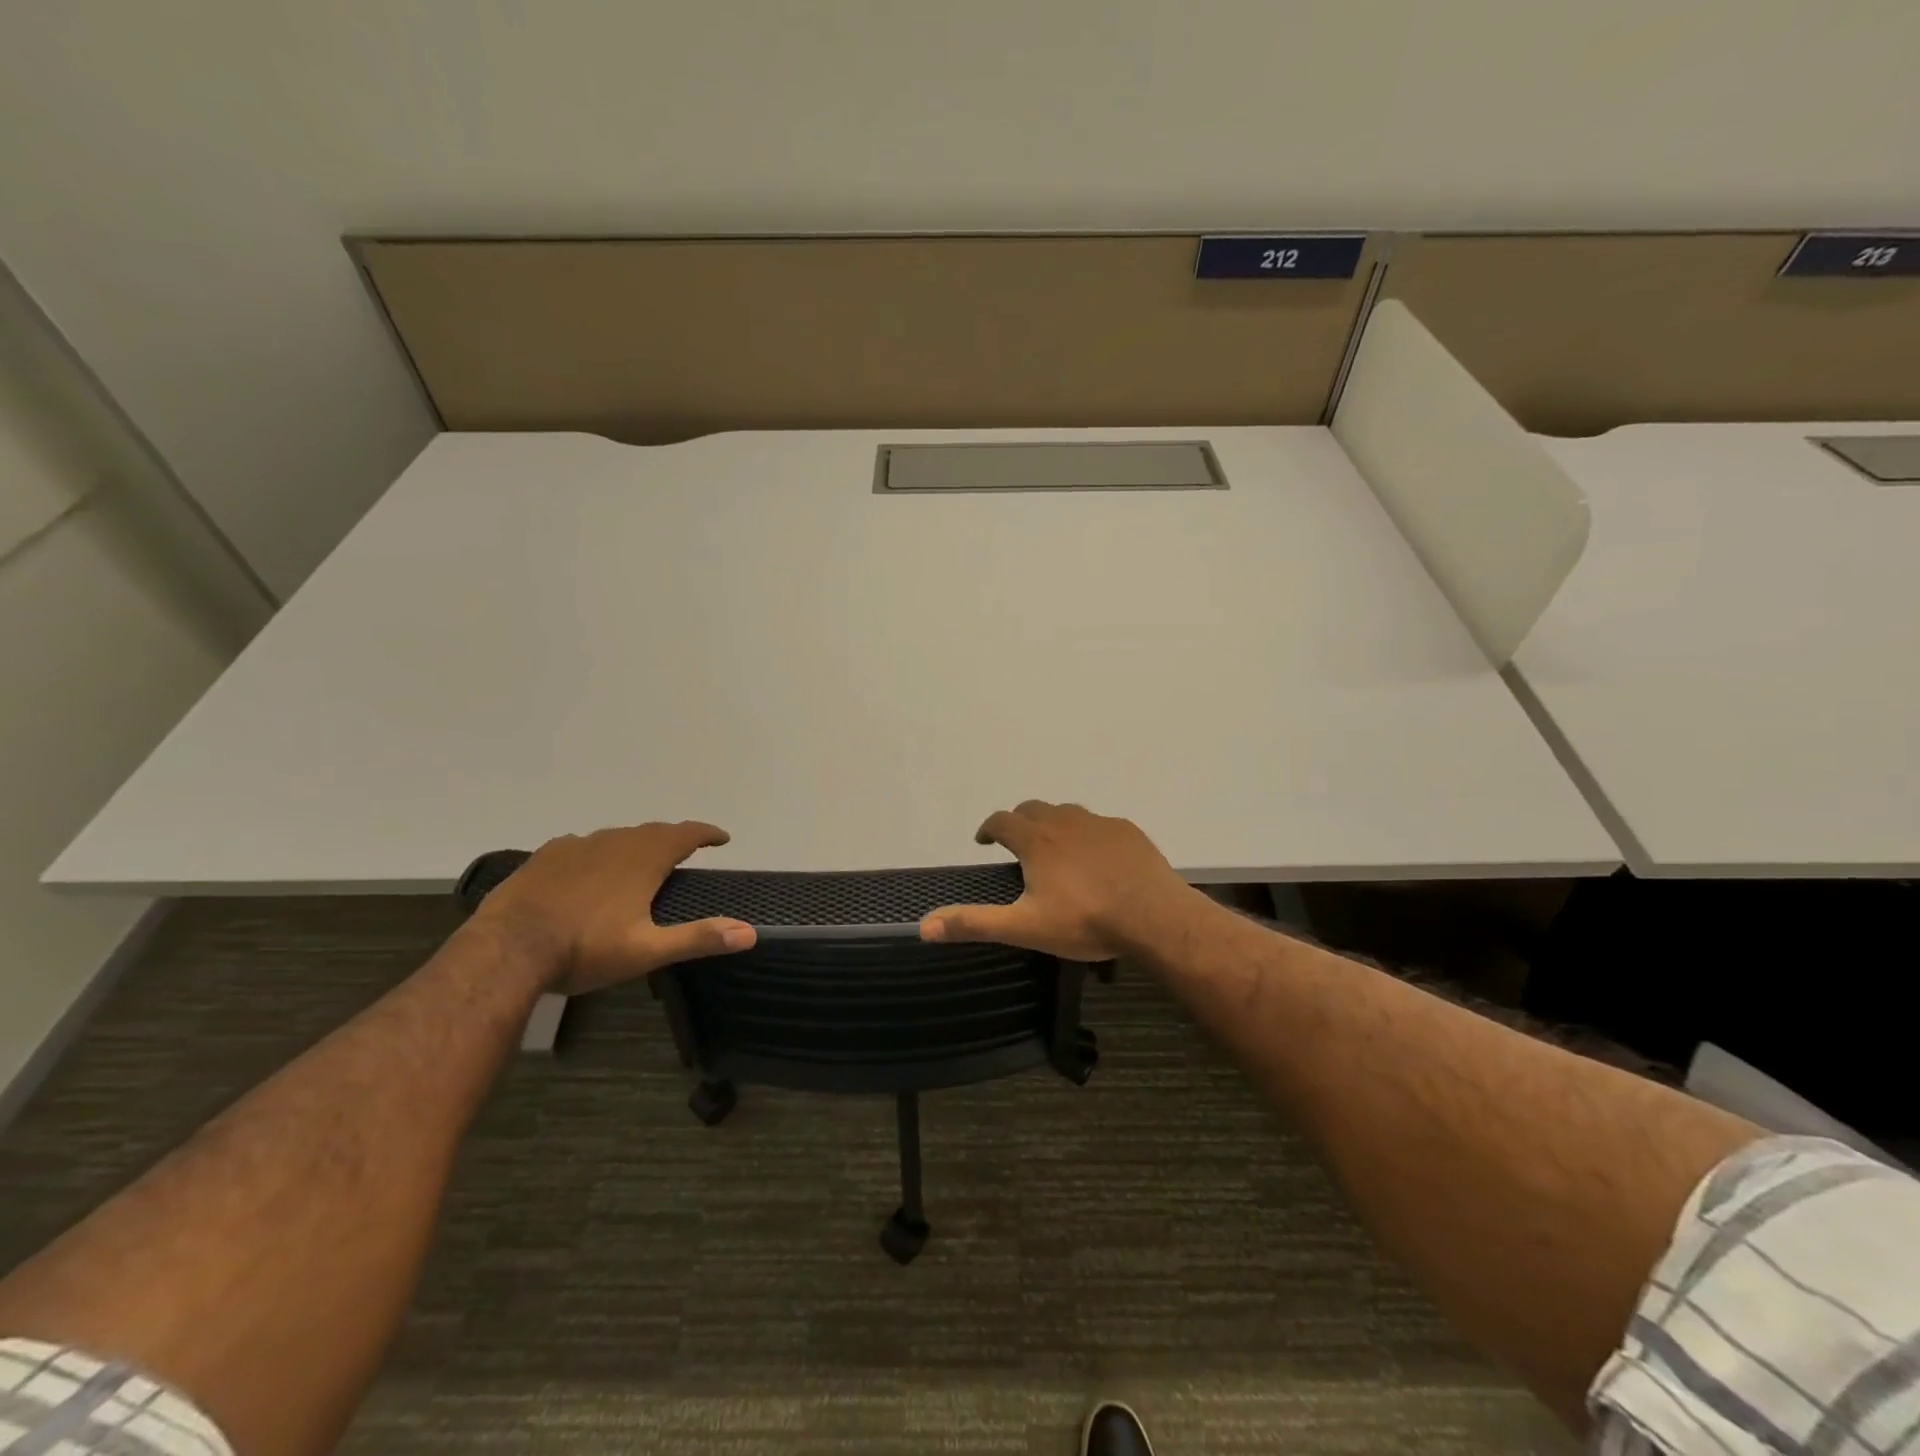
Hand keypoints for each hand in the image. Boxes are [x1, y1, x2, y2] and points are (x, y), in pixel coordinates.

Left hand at [477, 822, 755, 994]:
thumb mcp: (647, 950)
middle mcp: (614, 842)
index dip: (707, 833)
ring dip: (636, 844)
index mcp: (644, 859)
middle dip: (674, 839)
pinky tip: (590, 868)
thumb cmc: (585, 949)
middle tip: (686, 851)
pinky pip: (583, 845)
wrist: (506, 950)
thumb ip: (699, 938)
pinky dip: (599, 852)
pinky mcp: (546, 856)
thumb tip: (750, 934)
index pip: (686, 834)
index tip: (722, 838)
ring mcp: (577, 845)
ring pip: (617, 836)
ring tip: (641, 861)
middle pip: (653, 831)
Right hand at [919, 800, 1197, 959]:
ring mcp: (1099, 823)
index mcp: (1036, 840)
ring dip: (1053, 824)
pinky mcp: (1127, 831)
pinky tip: (1097, 858)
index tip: (984, 841)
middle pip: (1032, 808)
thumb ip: (974, 923)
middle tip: (1017, 844)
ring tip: (1055, 850)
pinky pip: (1099, 824)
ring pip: (1067, 813)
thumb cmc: (1084, 921)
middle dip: (1019, 821)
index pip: (1002, 820)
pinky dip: (1088, 834)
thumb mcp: (1024, 928)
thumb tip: (923, 925)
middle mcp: (1064, 821)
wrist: (1153, 916)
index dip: (988, 828)